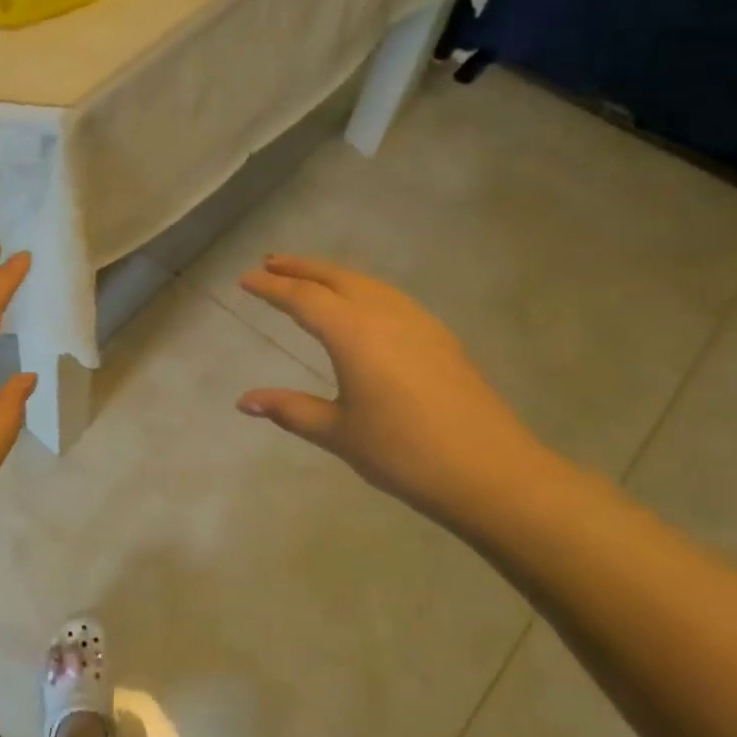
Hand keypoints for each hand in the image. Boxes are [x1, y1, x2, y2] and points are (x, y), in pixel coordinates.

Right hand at [235, 255, 545, 519]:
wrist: (491, 472)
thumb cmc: (403, 453)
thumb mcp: (337, 433)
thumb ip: (290, 409)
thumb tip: (244, 401)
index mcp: (355, 334)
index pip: (304, 299)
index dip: (271, 288)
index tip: (244, 280)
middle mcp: (387, 315)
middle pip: (338, 278)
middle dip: (302, 268)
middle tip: (270, 263)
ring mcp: (419, 324)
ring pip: (369, 284)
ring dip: (334, 275)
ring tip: (309, 278)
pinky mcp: (440, 338)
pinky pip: (391, 298)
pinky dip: (363, 290)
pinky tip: (360, 307)